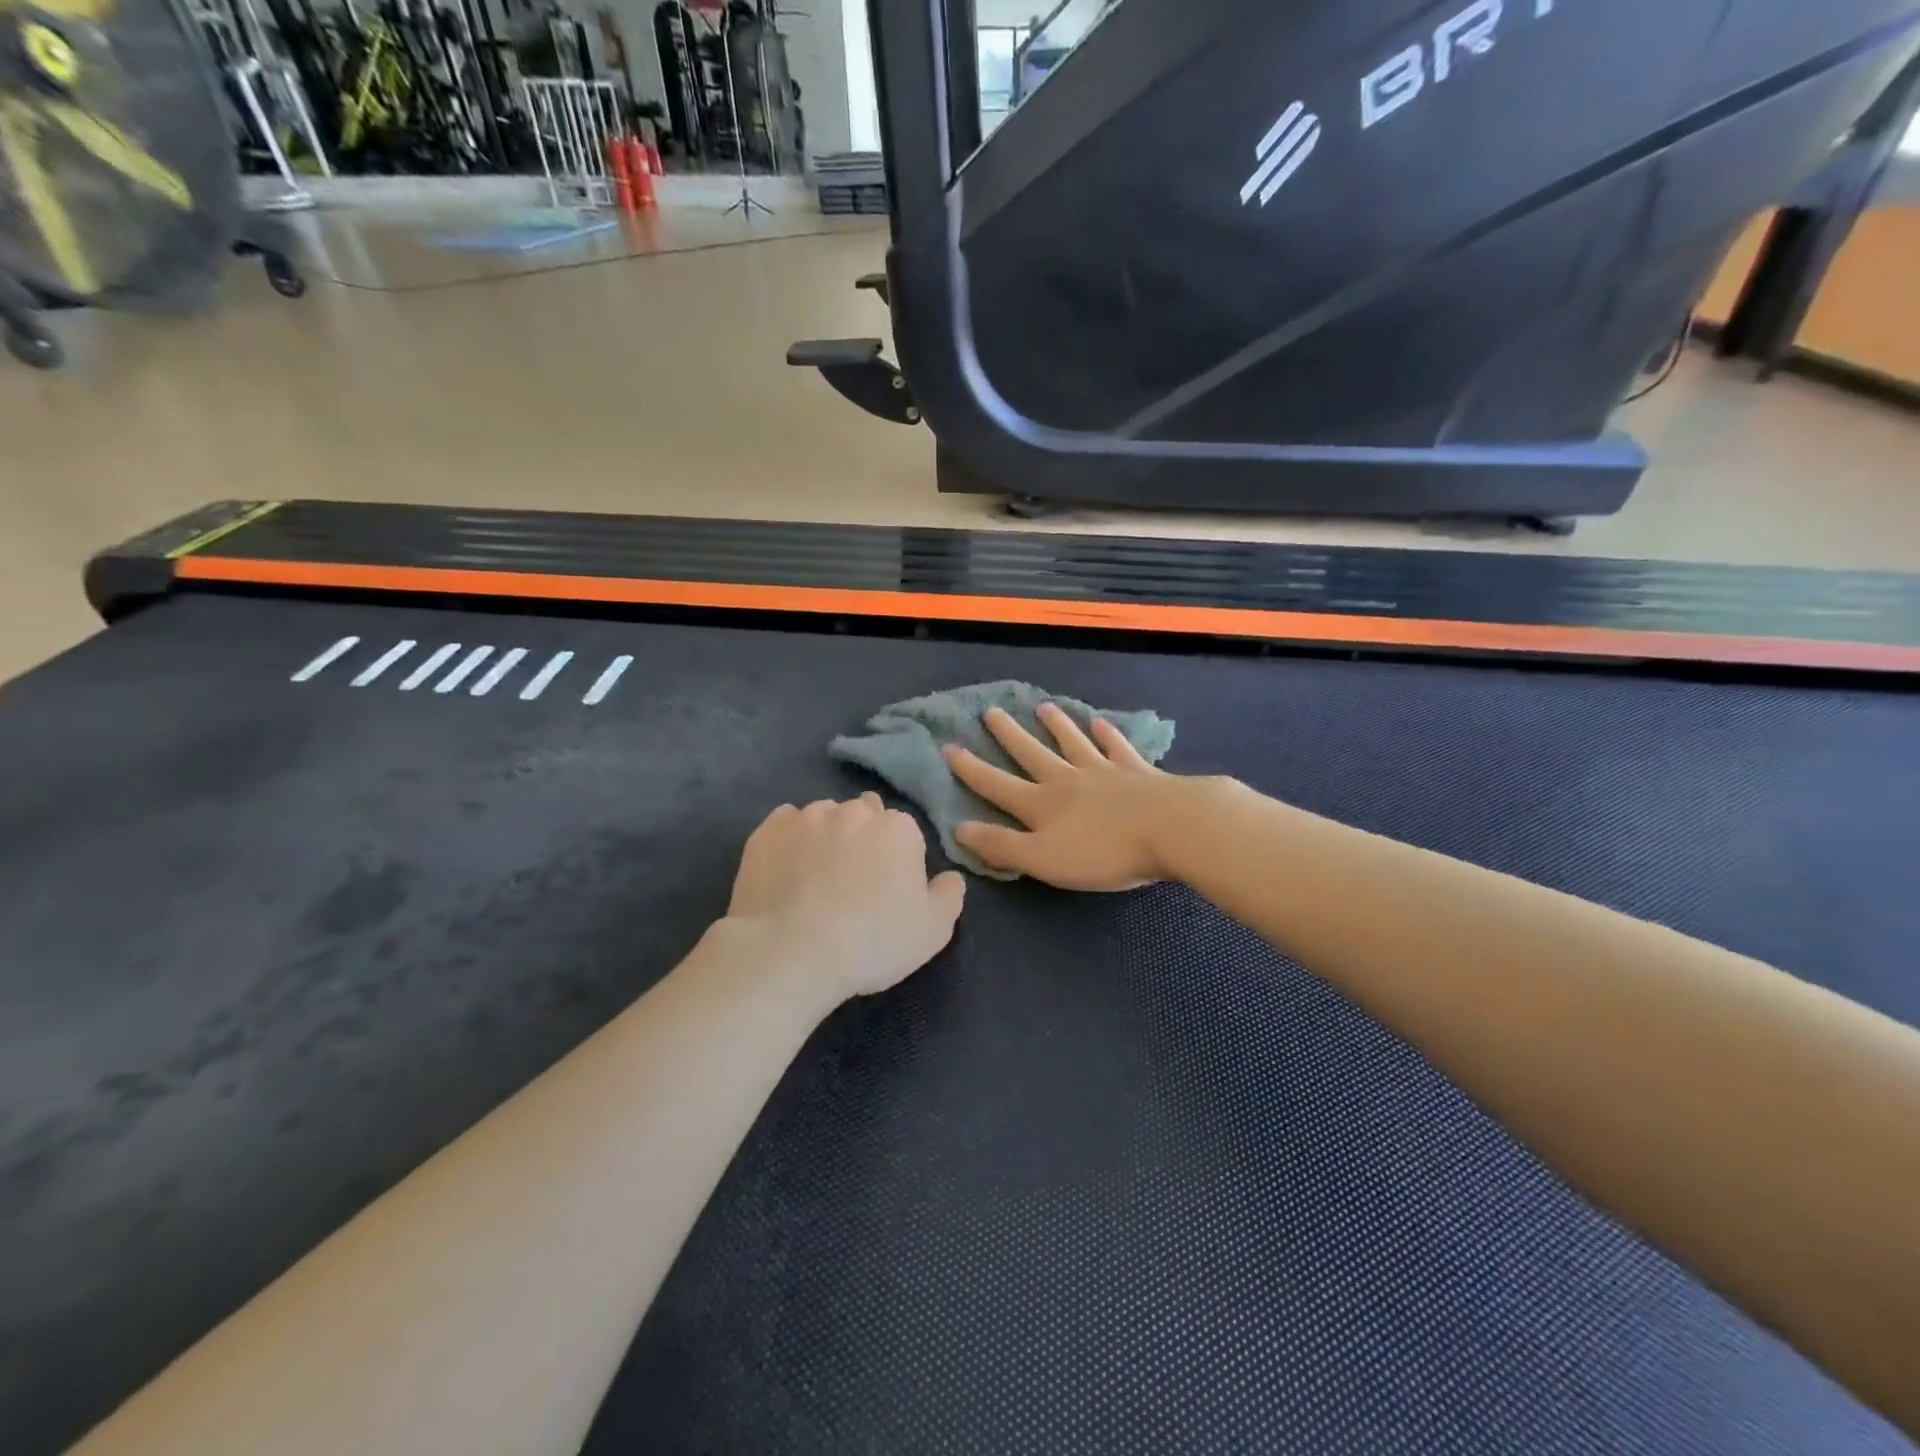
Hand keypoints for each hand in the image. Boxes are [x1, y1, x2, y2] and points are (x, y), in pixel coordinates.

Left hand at [727, 794, 965, 1004]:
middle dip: (863, 838)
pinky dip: (789, 840)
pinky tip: (786, 870)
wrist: (790, 953)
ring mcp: (807, 817)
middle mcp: (854, 812)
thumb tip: (950, 877)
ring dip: (826, 837)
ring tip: (815, 878)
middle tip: (854, 881)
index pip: (905, 831)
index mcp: (898, 829)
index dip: (898, 858)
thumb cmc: (871, 942)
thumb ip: (949, 896)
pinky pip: (785, 824)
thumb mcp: (932, 931)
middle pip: (864, 815)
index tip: (888, 888)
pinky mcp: (767, 831)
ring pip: (824, 817)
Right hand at [945, 704, 1176, 890]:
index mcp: (1042, 805)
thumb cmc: (1103, 851)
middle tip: (990, 711)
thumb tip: (958, 828)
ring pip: (1073, 743)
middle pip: (1032, 753)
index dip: (970, 769)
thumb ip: (1001, 846)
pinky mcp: (1139, 772)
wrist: (1172, 828)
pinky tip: (1101, 723)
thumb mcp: (1043, 859)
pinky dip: (1108, 735)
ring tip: (1043, 707)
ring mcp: (1104, 771)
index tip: (948, 747)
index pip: (996, 785)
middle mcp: (1068, 780)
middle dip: (1008, 735)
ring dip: (1056, 726)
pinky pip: (1118, 748)